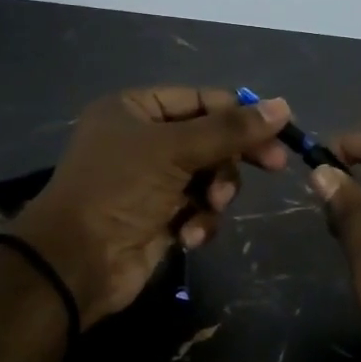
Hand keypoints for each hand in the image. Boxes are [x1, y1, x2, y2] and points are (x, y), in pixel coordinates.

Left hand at [10, 86, 291, 326]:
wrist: (77, 261)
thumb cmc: (119, 189)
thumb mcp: (175, 149)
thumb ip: (230, 129)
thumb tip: (283, 106)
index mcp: (135, 110)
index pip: (200, 100)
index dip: (239, 113)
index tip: (280, 129)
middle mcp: (142, 141)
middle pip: (209, 139)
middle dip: (231, 157)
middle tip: (275, 165)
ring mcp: (151, 182)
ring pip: (208, 177)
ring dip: (215, 193)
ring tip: (208, 206)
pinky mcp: (159, 218)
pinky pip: (197, 210)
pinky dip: (199, 221)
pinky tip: (188, 235)